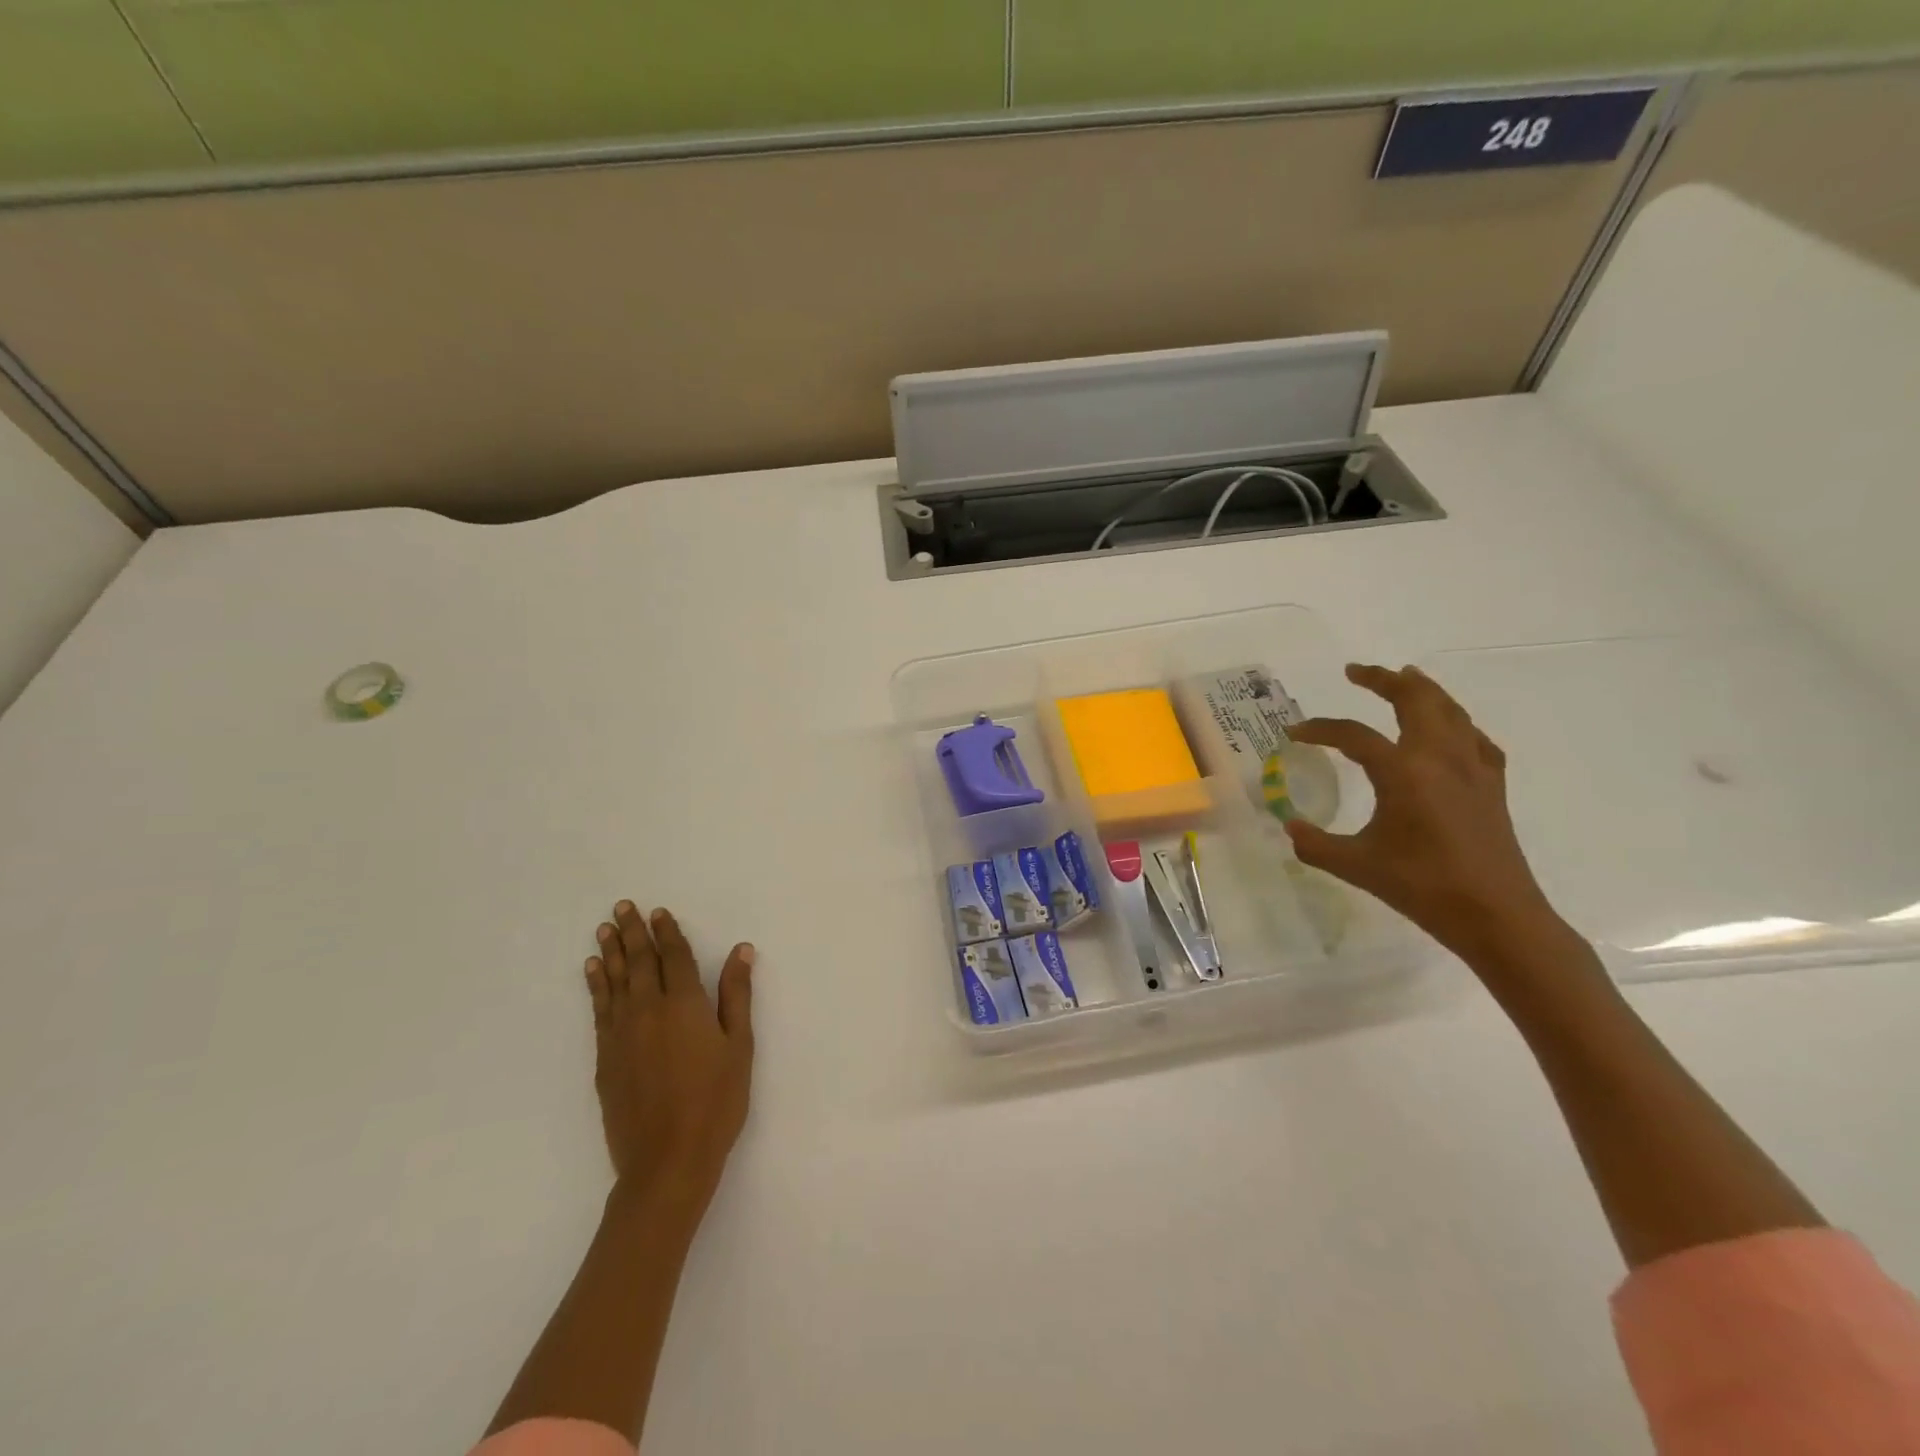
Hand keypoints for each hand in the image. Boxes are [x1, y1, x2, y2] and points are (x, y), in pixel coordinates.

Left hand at [584, 902, 754, 1211]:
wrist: (667, 1160)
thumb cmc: (716, 1101)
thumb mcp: (739, 1046)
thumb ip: (736, 995)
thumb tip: (740, 950)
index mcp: (685, 1004)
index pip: (674, 957)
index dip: (667, 932)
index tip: (659, 912)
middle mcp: (648, 1010)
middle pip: (639, 962)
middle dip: (632, 933)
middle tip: (622, 907)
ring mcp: (622, 1034)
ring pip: (614, 982)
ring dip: (610, 953)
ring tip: (604, 930)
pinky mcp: (605, 1058)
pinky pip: (599, 1010)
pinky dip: (595, 987)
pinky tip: (593, 973)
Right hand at [1284, 664, 1560, 966]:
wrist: (1496, 915)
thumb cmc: (1422, 887)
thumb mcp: (1356, 865)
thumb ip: (1315, 843)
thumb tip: (1290, 827)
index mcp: (1404, 772)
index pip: (1354, 735)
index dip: (1319, 729)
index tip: (1293, 733)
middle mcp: (1440, 758)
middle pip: (1415, 699)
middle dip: (1383, 679)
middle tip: (1355, 671)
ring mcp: (1472, 768)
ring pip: (1449, 710)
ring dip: (1423, 689)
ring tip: (1404, 678)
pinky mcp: (1492, 785)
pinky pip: (1474, 737)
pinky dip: (1456, 722)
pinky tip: (1449, 729)